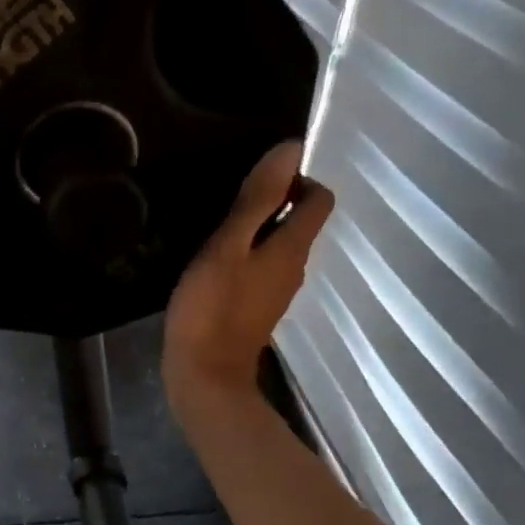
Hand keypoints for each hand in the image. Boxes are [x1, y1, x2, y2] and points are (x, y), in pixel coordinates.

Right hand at [163, 139, 334, 412]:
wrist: (204, 375)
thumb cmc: (212, 308)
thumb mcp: (228, 247)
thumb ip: (257, 200)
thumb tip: (292, 149)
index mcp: (293, 248)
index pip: (319, 199)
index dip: (296, 181)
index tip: (256, 181)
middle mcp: (295, 268)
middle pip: (299, 222)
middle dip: (272, 203)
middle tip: (226, 202)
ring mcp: (276, 292)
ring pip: (277, 247)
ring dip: (255, 232)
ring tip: (214, 231)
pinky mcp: (256, 309)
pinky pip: (260, 269)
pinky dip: (244, 257)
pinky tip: (211, 265)